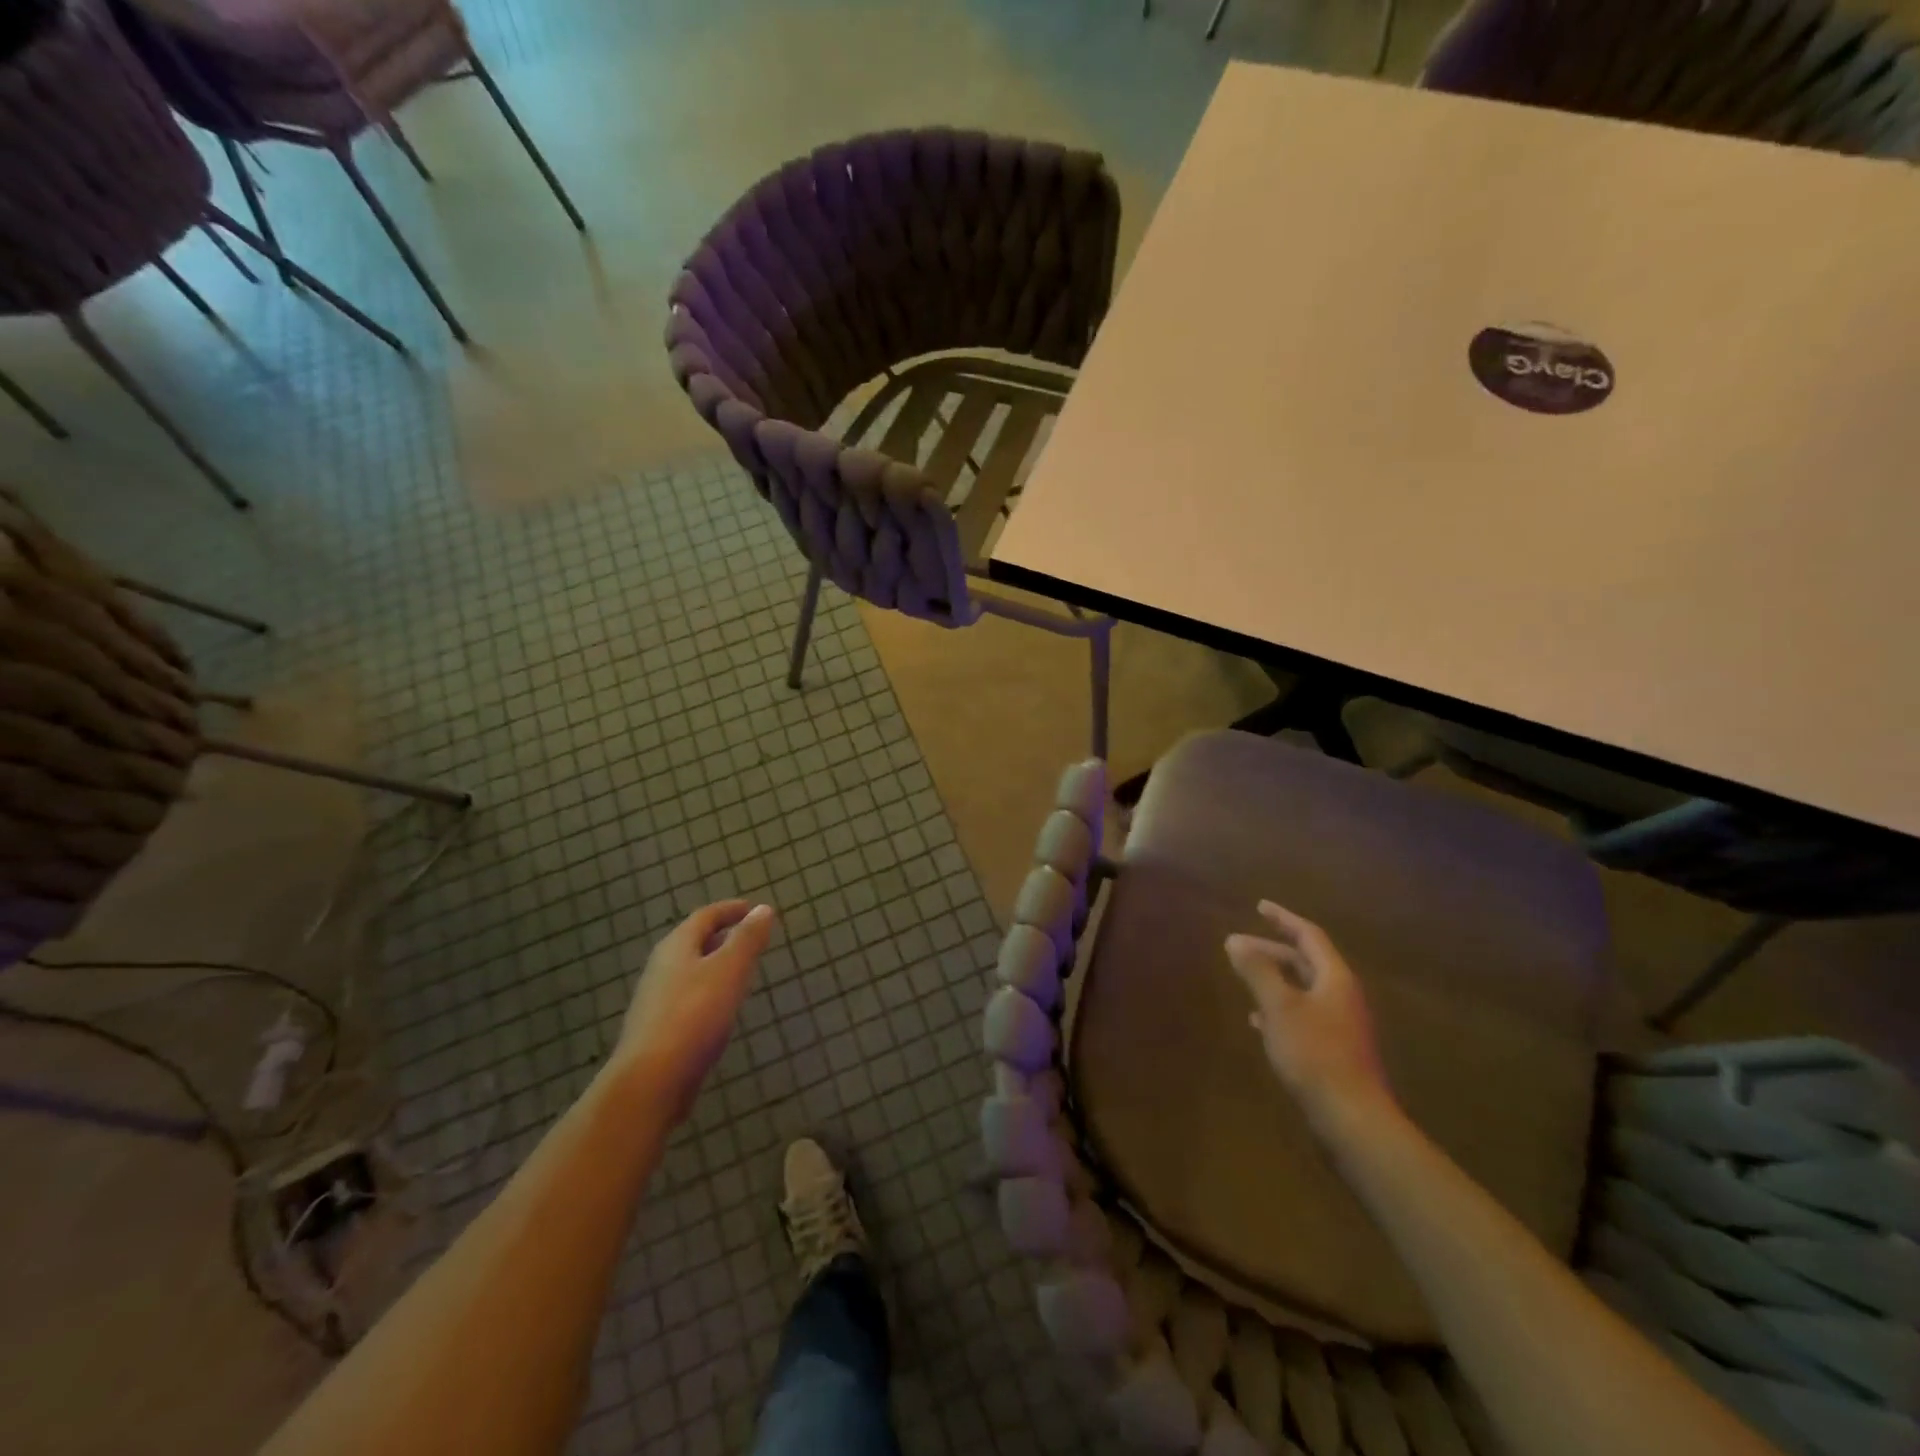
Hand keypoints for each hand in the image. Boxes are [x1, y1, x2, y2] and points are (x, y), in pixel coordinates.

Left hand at [614, 900, 775, 1117]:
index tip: (754, 909)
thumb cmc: (694, 1015)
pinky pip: (688, 997)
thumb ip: (747, 939)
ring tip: (740, 970)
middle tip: (750, 938)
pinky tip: (721, 1008)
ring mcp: (656, 1000)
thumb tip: (763, 908)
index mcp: (677, 946)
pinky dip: (708, 990)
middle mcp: (661, 967)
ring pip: (690, 970)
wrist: (650, 1082)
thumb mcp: (730, 970)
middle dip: (722, 935)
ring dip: (715, 964)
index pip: (705, 916)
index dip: (731, 909)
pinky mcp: (658, 1029)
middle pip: (694, 941)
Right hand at [1224, 901, 1393, 1129]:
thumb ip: (1257, 971)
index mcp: (1335, 978)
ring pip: (1302, 989)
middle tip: (1237, 945)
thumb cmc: (1315, 1054)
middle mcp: (1341, 996)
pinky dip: (1278, 1007)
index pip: (1309, 936)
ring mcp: (1339, 1024)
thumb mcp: (1279, 1007)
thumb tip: (1235, 941)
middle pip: (1305, 962)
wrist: (1352, 1118)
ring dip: (1273, 978)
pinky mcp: (1333, 1049)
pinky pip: (1302, 1014)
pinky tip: (1257, 1020)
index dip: (1283, 918)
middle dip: (1271, 950)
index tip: (1259, 906)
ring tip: (1243, 976)